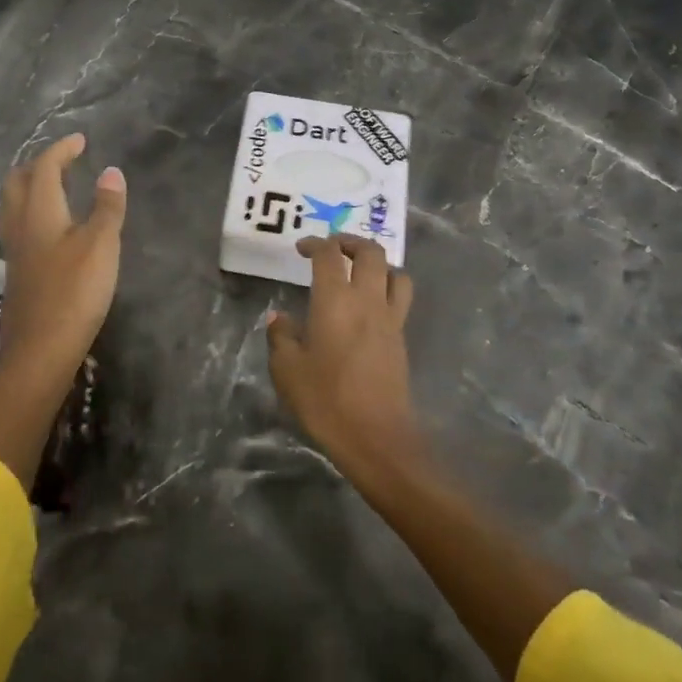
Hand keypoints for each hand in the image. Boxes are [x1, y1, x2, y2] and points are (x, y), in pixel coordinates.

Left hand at [0, 133, 126, 373]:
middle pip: (17, 182)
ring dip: (31, 187)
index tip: (79, 140)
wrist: (41, 351)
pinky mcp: (17, 272)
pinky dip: (32, 211)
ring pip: (13, 205)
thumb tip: (110, 171)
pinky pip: (18, 226)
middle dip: (37, 164)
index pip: (44, 168)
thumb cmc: (74, 292)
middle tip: (63, 160)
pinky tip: (51, 227)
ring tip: (56, 186)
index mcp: (39, 211)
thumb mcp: (101, 245)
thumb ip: (107, 206)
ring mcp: (14, 251)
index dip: (61, 149)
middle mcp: (20, 225)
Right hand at [267, 234, 419, 471]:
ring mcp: (390, 319)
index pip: (329, 255)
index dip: (315, 244)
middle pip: (371, 252)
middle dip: (351, 242)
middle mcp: (367, 300)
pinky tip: (369, 307)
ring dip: (378, 264)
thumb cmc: (326, 401)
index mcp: (335, 300)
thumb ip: (282, 337)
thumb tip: (280, 318)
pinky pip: (400, 299)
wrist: (376, 438)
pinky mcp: (401, 339)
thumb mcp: (288, 370)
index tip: (301, 249)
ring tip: (360, 272)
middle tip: (333, 248)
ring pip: (395, 273)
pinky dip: (388, 289)